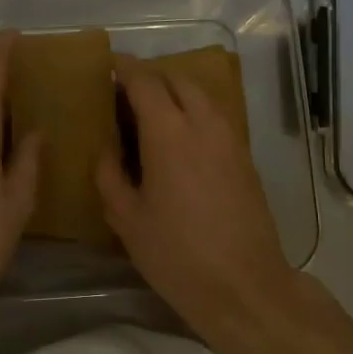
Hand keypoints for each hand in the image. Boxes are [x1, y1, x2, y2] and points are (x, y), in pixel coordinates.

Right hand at [96, 54, 295, 326]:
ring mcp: (230, 138)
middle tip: (126, 94)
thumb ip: (109, 173)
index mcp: (168, 132)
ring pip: (201, 95)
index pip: (145, 81)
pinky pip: (216, 116)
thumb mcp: (126, 218)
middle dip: (151, 77)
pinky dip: (194, 111)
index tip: (108, 67)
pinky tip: (179, 139)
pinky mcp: (245, 157)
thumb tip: (108, 148)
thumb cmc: (176, 254)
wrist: (243, 286)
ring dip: (175, 92)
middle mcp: (203, 123)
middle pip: (177, 79)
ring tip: (151, 114)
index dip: (124, 69)